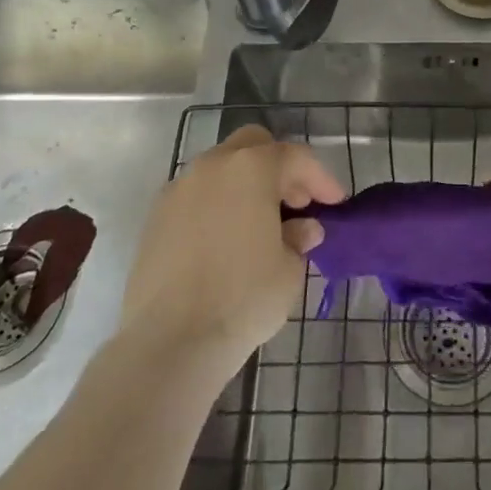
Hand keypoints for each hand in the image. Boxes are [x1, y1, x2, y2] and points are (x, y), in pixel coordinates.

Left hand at [119, 124, 343, 369]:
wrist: (169, 343)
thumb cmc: (242, 299)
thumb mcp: (289, 270)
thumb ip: (299, 239)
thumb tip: (302, 229)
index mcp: (251, 168)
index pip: (295, 157)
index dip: (320, 178)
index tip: (335, 203)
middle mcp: (212, 166)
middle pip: (253, 146)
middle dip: (279, 167)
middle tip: (296, 203)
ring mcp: (178, 189)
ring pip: (221, 168)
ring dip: (246, 185)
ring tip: (261, 223)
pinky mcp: (155, 218)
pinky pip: (196, 196)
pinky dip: (217, 205)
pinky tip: (226, 240)